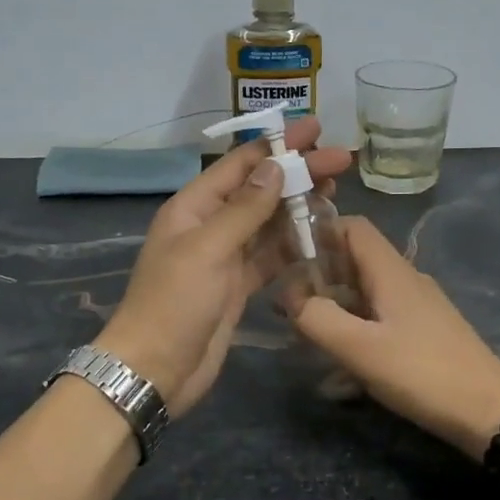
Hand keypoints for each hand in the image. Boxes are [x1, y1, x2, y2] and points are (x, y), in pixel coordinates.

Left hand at [96, 118, 350, 416]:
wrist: (157, 369)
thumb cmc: (175, 303)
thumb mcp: (208, 249)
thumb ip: (244, 209)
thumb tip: (275, 166)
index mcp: (193, 207)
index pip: (241, 165)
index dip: (278, 145)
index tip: (315, 130)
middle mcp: (210, 225)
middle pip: (260, 191)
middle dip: (299, 174)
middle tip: (342, 162)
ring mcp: (225, 258)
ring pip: (269, 223)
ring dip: (300, 207)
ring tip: (338, 193)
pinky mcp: (238, 286)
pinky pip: (271, 257)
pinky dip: (294, 245)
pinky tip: (321, 236)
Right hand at [289, 217, 499, 458]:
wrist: (488, 411)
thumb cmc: (421, 373)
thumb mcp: (359, 348)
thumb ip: (317, 318)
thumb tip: (291, 296)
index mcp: (391, 272)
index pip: (352, 227)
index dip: (318, 232)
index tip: (286, 256)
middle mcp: (406, 280)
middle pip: (356, 260)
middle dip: (319, 277)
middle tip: (287, 304)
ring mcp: (419, 307)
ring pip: (366, 294)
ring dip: (335, 308)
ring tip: (306, 335)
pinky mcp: (425, 333)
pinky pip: (381, 320)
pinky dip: (356, 331)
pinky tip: (341, 370)